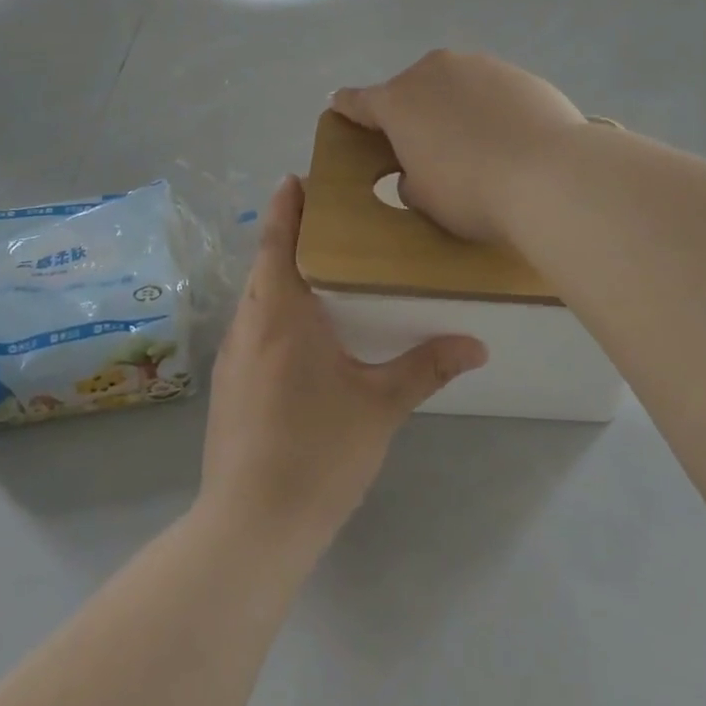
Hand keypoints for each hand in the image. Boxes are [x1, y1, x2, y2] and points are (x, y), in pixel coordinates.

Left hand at [198, 176, 486, 551]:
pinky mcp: (228, 386)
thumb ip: (426, 367)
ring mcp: (232, 357)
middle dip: (289, 236)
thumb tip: (476, 344)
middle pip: (265, 264)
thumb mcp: (381, 406)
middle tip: (327, 219)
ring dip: (280, 274)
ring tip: (319, 269)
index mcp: (282, 314)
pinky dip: (273, 309)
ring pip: (256, 297)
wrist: (251, 526)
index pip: (279, 242)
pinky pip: (252, 327)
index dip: (286, 207)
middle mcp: (249, 325)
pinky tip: (301, 333)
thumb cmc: (319, 452)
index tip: (297, 179)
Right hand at [328, 50, 585, 244]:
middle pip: (411, 89)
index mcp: (398, 101)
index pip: (359, 101)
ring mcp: (479, 66)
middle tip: (426, 145)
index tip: (339, 104)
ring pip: (453, 85)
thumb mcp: (424, 199)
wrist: (550, 174)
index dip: (347, 107)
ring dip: (453, 106)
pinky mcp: (518, 72)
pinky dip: (490, 108)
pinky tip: (509, 137)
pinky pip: (490, 90)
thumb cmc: (471, 191)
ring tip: (475, 143)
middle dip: (412, 111)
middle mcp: (433, 71)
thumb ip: (410, 179)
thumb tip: (420, 170)